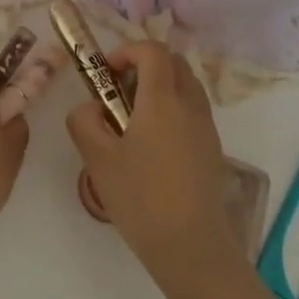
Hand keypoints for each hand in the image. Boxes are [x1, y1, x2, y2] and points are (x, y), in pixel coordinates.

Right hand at [66, 42, 238, 284]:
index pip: (152, 50)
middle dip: (146, 65)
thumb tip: (91, 108)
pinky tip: (155, 147)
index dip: (128, 51)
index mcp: (162, 100)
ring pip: (187, 85)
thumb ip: (84, 122)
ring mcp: (207, 127)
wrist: (192, 248)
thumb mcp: (98, 160)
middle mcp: (190, 104)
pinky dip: (174, 110)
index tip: (108, 74)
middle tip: (121, 92)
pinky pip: (194, 111)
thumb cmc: (142, 199)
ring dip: (162, 87)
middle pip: (174, 62)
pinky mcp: (214, 149)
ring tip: (136, 120)